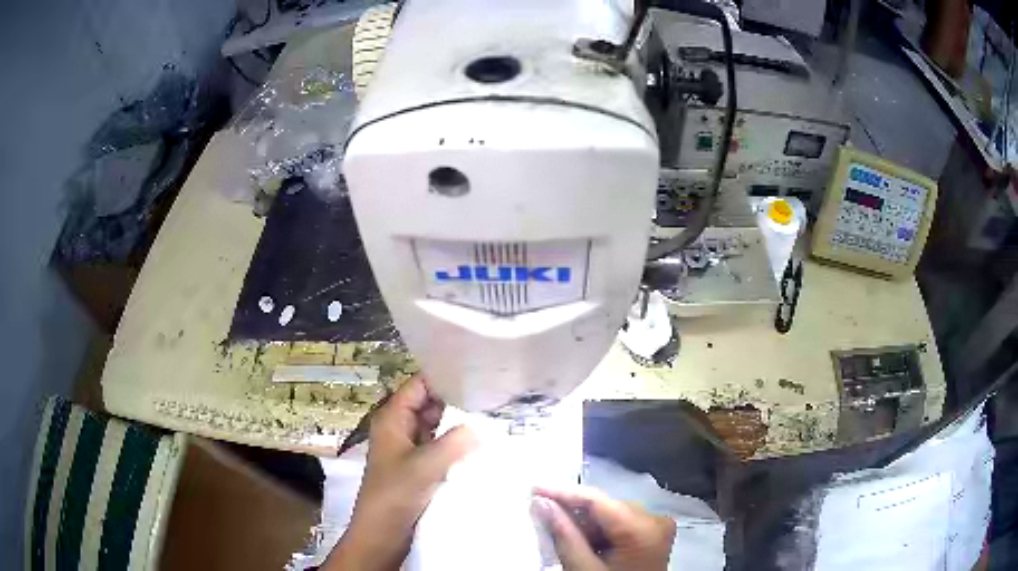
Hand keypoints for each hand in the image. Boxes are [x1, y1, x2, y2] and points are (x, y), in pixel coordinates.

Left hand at [325, 377, 477, 570]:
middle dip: (457, 400)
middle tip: (492, 396)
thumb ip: (455, 442)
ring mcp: (409, 447)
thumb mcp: (425, 465)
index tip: (477, 374)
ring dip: (458, 424)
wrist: (382, 532)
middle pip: (429, 403)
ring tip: (493, 416)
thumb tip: (481, 425)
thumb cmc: (395, 494)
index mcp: (392, 418)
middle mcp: (400, 427)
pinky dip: (456, 443)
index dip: (444, 377)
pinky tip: (480, 444)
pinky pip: (440, 446)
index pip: (419, 385)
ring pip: (436, 426)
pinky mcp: (418, 466)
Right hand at [532, 486, 675, 570]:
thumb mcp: (583, 568)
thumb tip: (542, 503)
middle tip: (542, 514)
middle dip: (573, 512)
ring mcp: (657, 527)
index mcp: (643, 528)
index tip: (534, 489)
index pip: (598, 500)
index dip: (563, 492)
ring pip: (611, 514)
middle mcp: (655, 520)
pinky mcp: (653, 535)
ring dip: (584, 524)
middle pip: (605, 506)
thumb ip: (564, 535)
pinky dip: (598, 532)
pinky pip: (620, 524)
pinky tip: (583, 544)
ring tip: (562, 536)